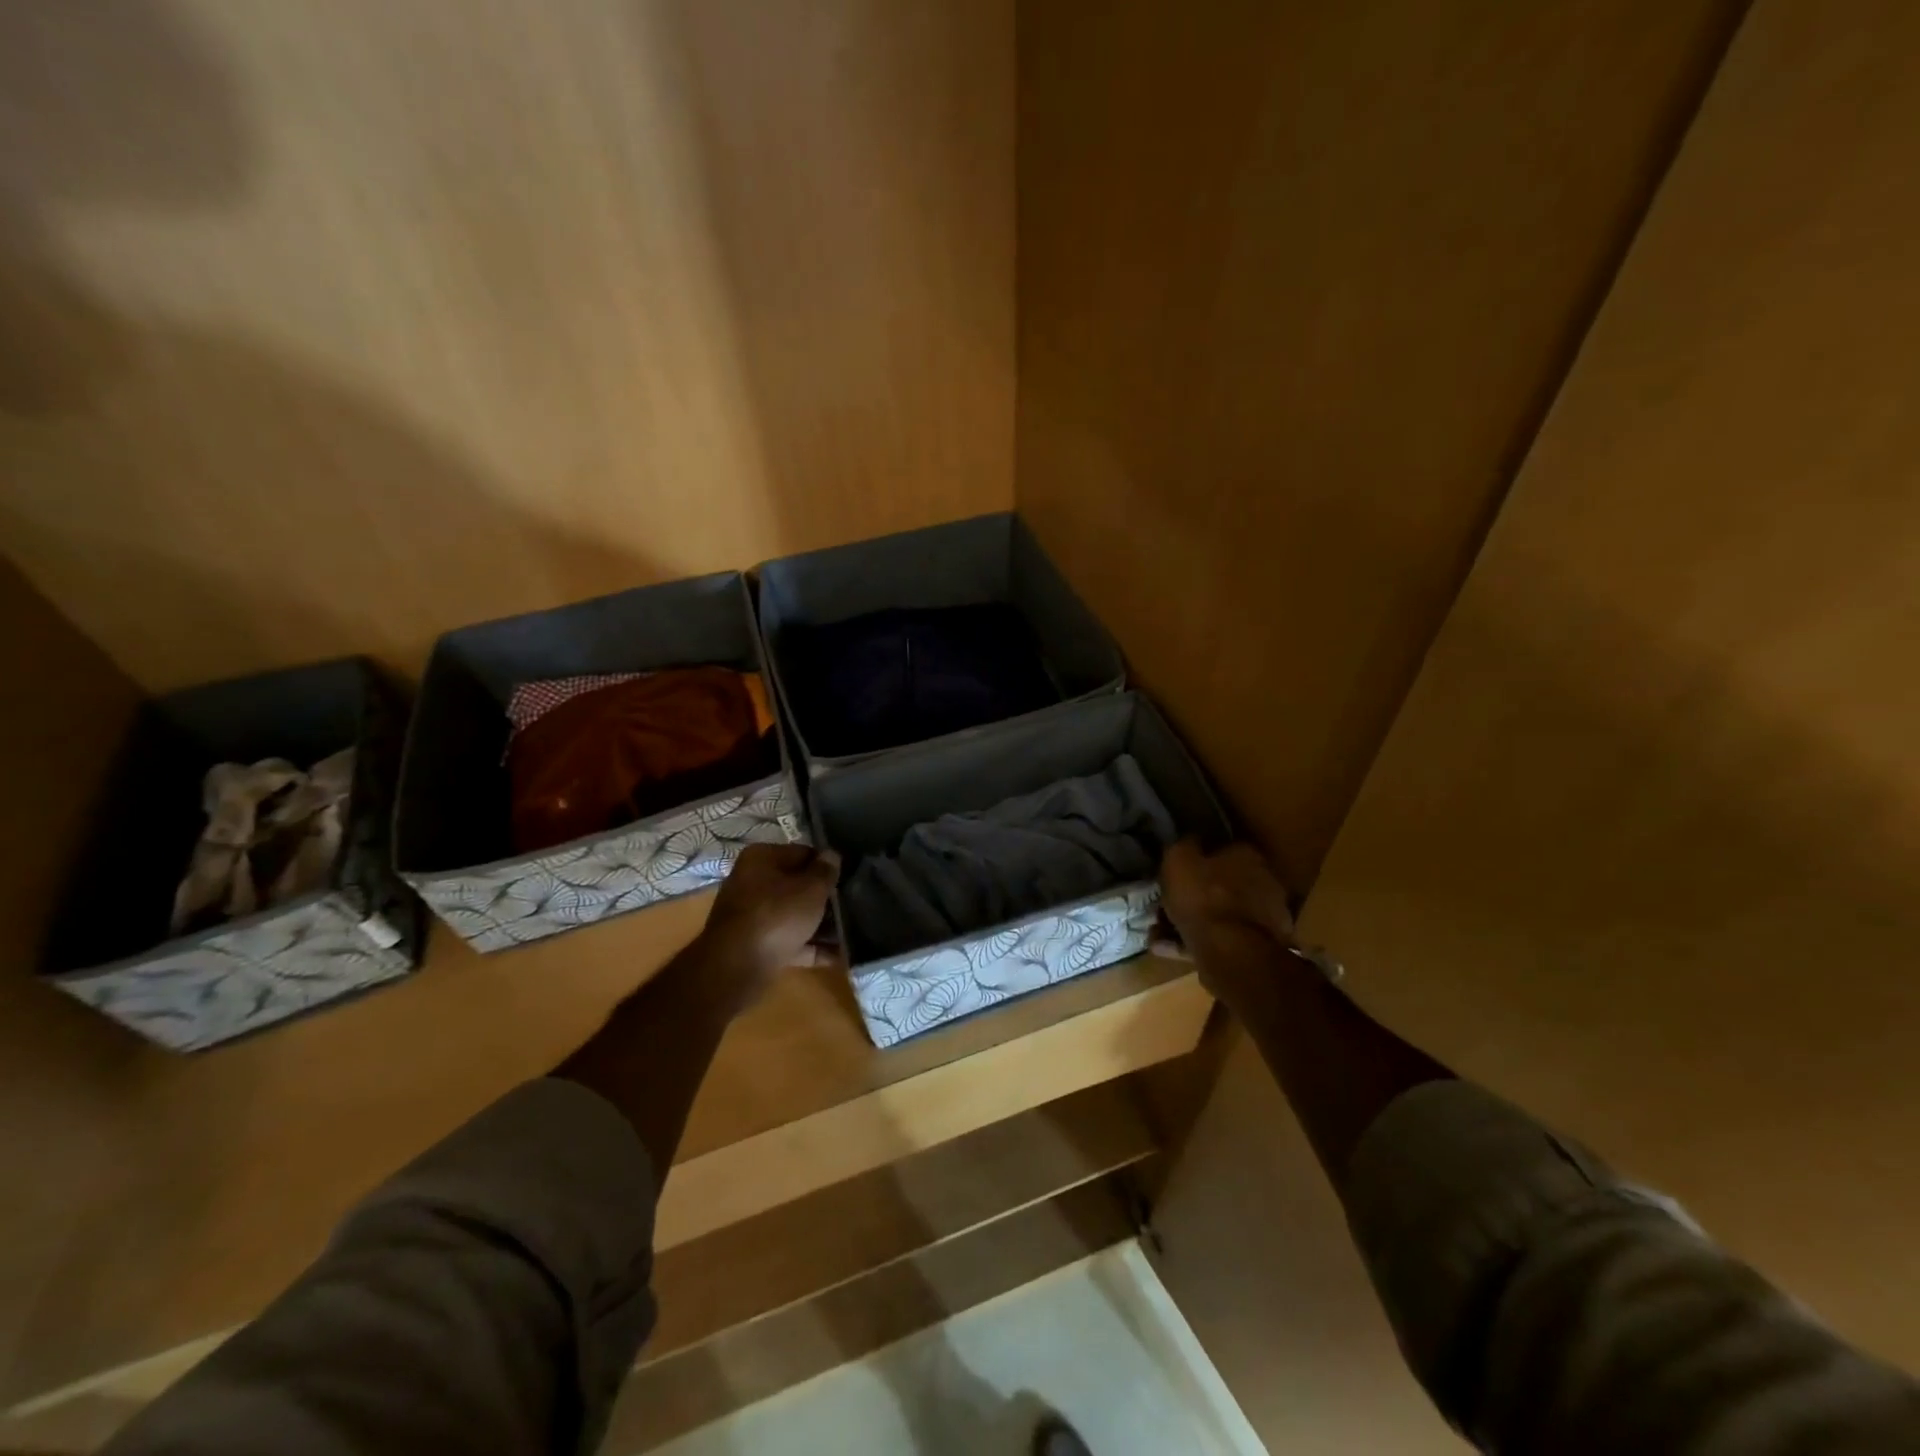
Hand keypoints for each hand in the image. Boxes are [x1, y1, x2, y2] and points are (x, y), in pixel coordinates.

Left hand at [698, 843, 839, 1007]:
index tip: (848, 877)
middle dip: (824, 898)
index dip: (827, 865)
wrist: (737, 967)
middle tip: (853, 904)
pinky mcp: (755, 945)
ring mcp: (752, 916)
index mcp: (761, 859)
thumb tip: (831, 855)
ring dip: (821, 924)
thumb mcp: (811, 889)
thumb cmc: (777, 915)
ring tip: (851, 931)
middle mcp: (751, 882)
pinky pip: (789, 941)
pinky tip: (839, 955)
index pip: (802, 853)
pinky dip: (811, 947)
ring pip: (794, 915)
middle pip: (797, 886)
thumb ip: (825, 871)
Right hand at [1159, 840, 1296, 1000]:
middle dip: (1195, 894)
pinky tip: (1166, 948)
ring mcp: (1265, 918)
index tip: (1177, 870)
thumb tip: (1188, 839)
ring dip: (1191, 921)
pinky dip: (1195, 942)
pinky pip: (1220, 939)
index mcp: (1248, 855)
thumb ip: (1183, 845)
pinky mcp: (1258, 947)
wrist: (1231, 952)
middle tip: (1166, 903)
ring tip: (1158, 932)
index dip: (1197, 859)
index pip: (1222, 848)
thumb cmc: (1203, 897)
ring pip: (1219, 915)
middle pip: (1222, 884)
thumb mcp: (1179, 860)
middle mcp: (1264, 882)